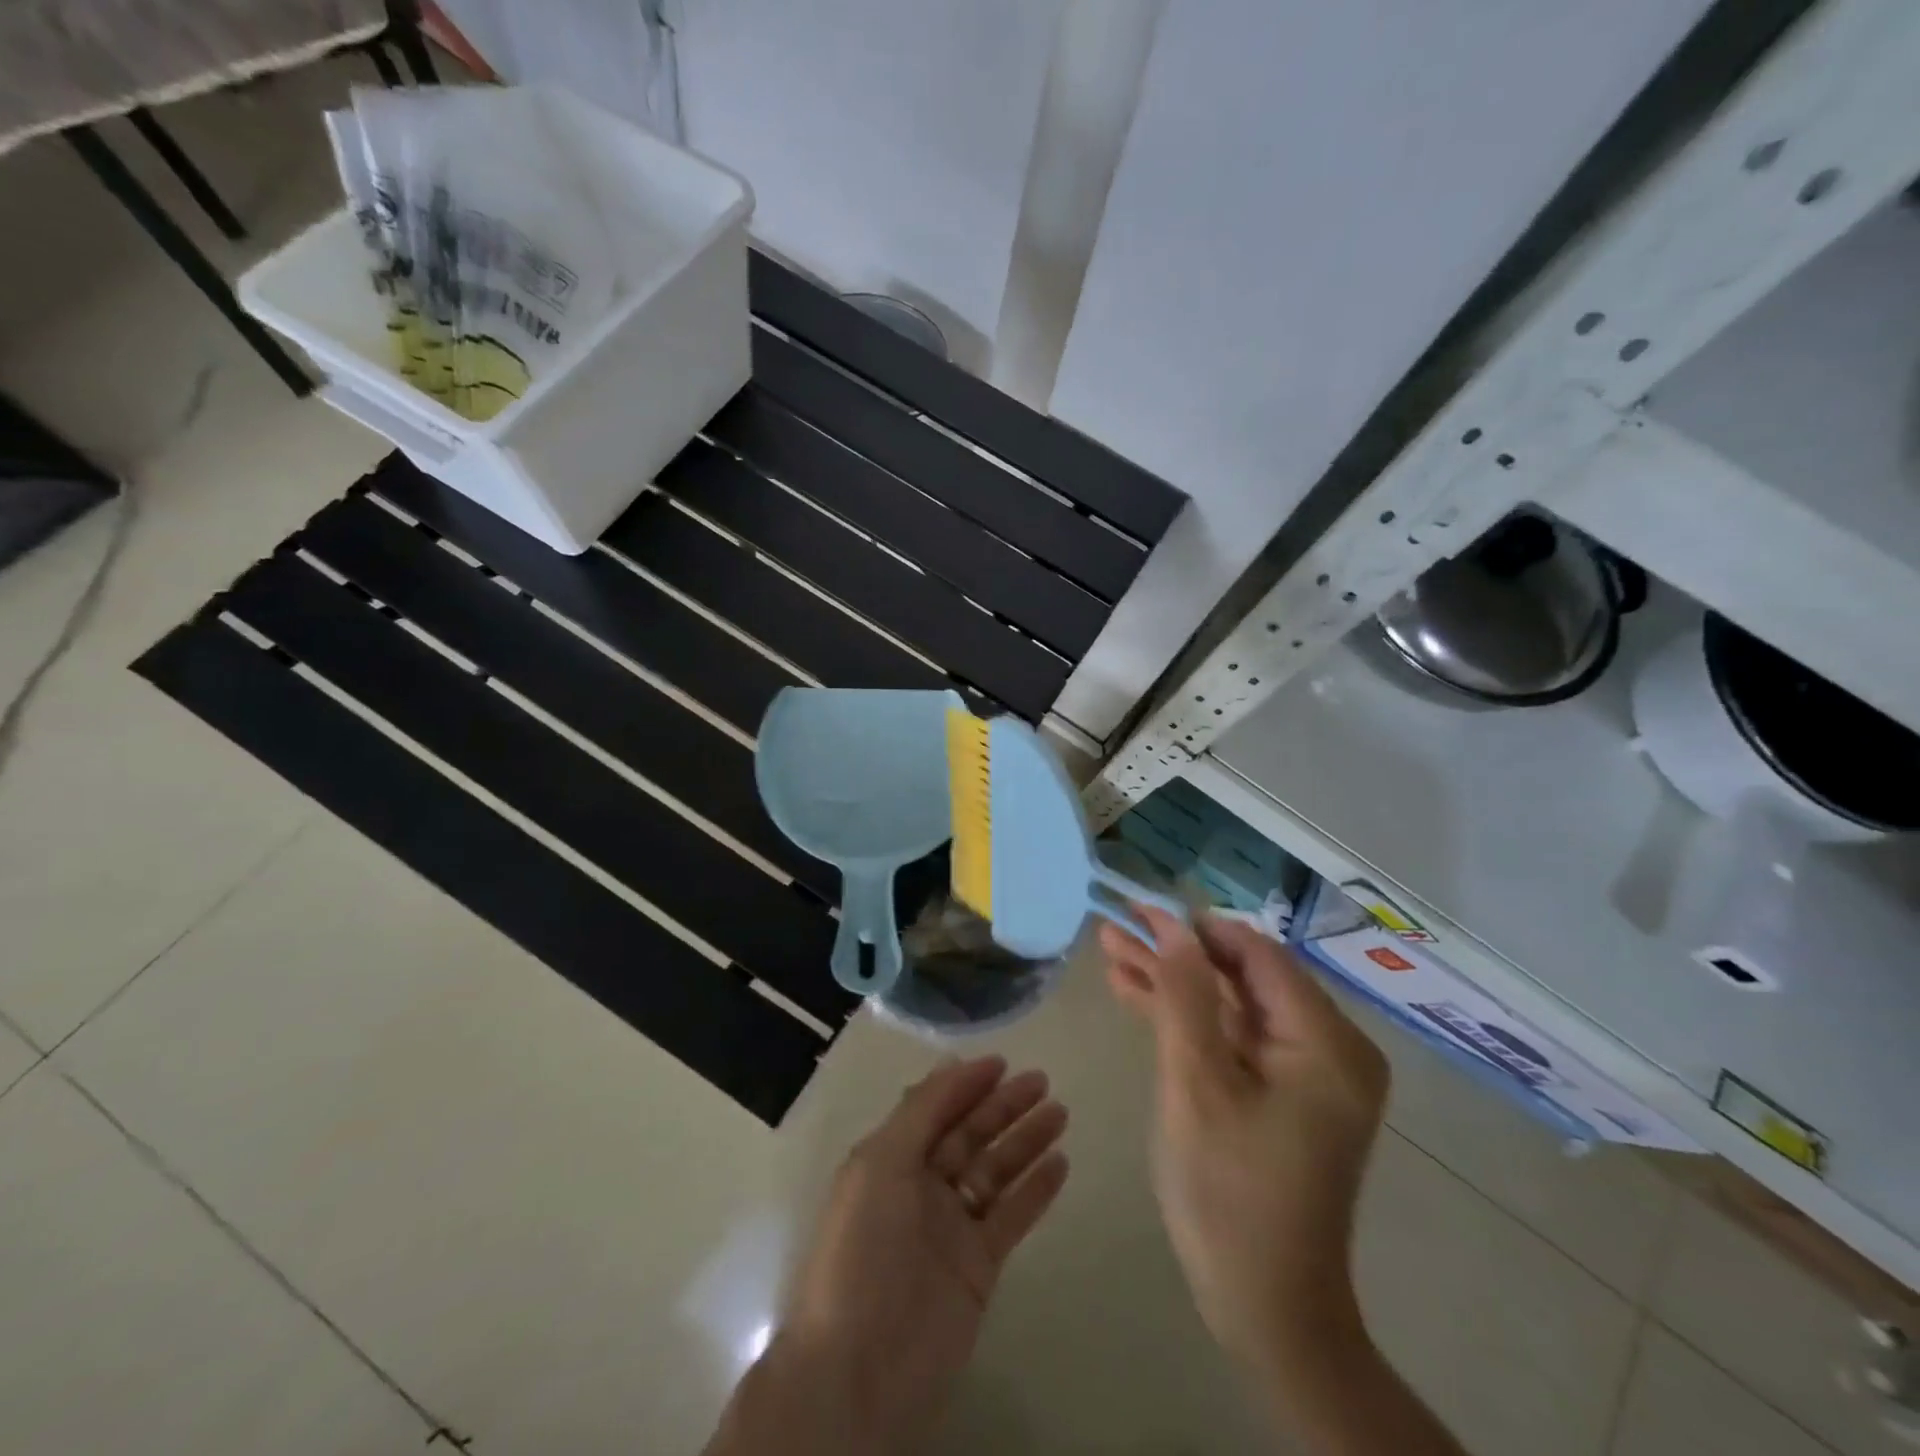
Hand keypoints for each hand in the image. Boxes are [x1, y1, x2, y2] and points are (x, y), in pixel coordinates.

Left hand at [770, 1056, 1068, 1452]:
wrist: (860, 1367)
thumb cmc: (863, 1249)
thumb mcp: (880, 1164)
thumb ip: (919, 1112)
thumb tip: (951, 1064)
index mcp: (891, 1158)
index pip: (935, 1108)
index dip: (966, 1083)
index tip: (1003, 1062)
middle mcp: (921, 1185)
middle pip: (970, 1134)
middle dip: (1003, 1106)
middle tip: (1042, 1081)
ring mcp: (952, 1226)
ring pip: (995, 1170)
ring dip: (1026, 1140)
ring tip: (1060, 1113)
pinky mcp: (978, 1265)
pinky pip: (1011, 1216)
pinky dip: (1035, 1190)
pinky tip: (1060, 1164)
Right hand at [1102, 909, 1388, 1365]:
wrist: (1264, 1307)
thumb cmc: (1229, 1193)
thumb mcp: (1197, 1084)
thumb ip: (1185, 996)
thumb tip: (1172, 925)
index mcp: (1326, 1043)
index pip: (1256, 954)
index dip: (1194, 926)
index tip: (1139, 906)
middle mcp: (1327, 1047)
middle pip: (1242, 976)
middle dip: (1175, 952)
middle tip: (1115, 925)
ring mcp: (1305, 1071)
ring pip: (1231, 1004)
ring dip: (1173, 980)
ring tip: (1111, 948)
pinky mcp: (1282, 1091)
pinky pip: (1233, 1037)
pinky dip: (1187, 1018)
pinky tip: (1134, 991)